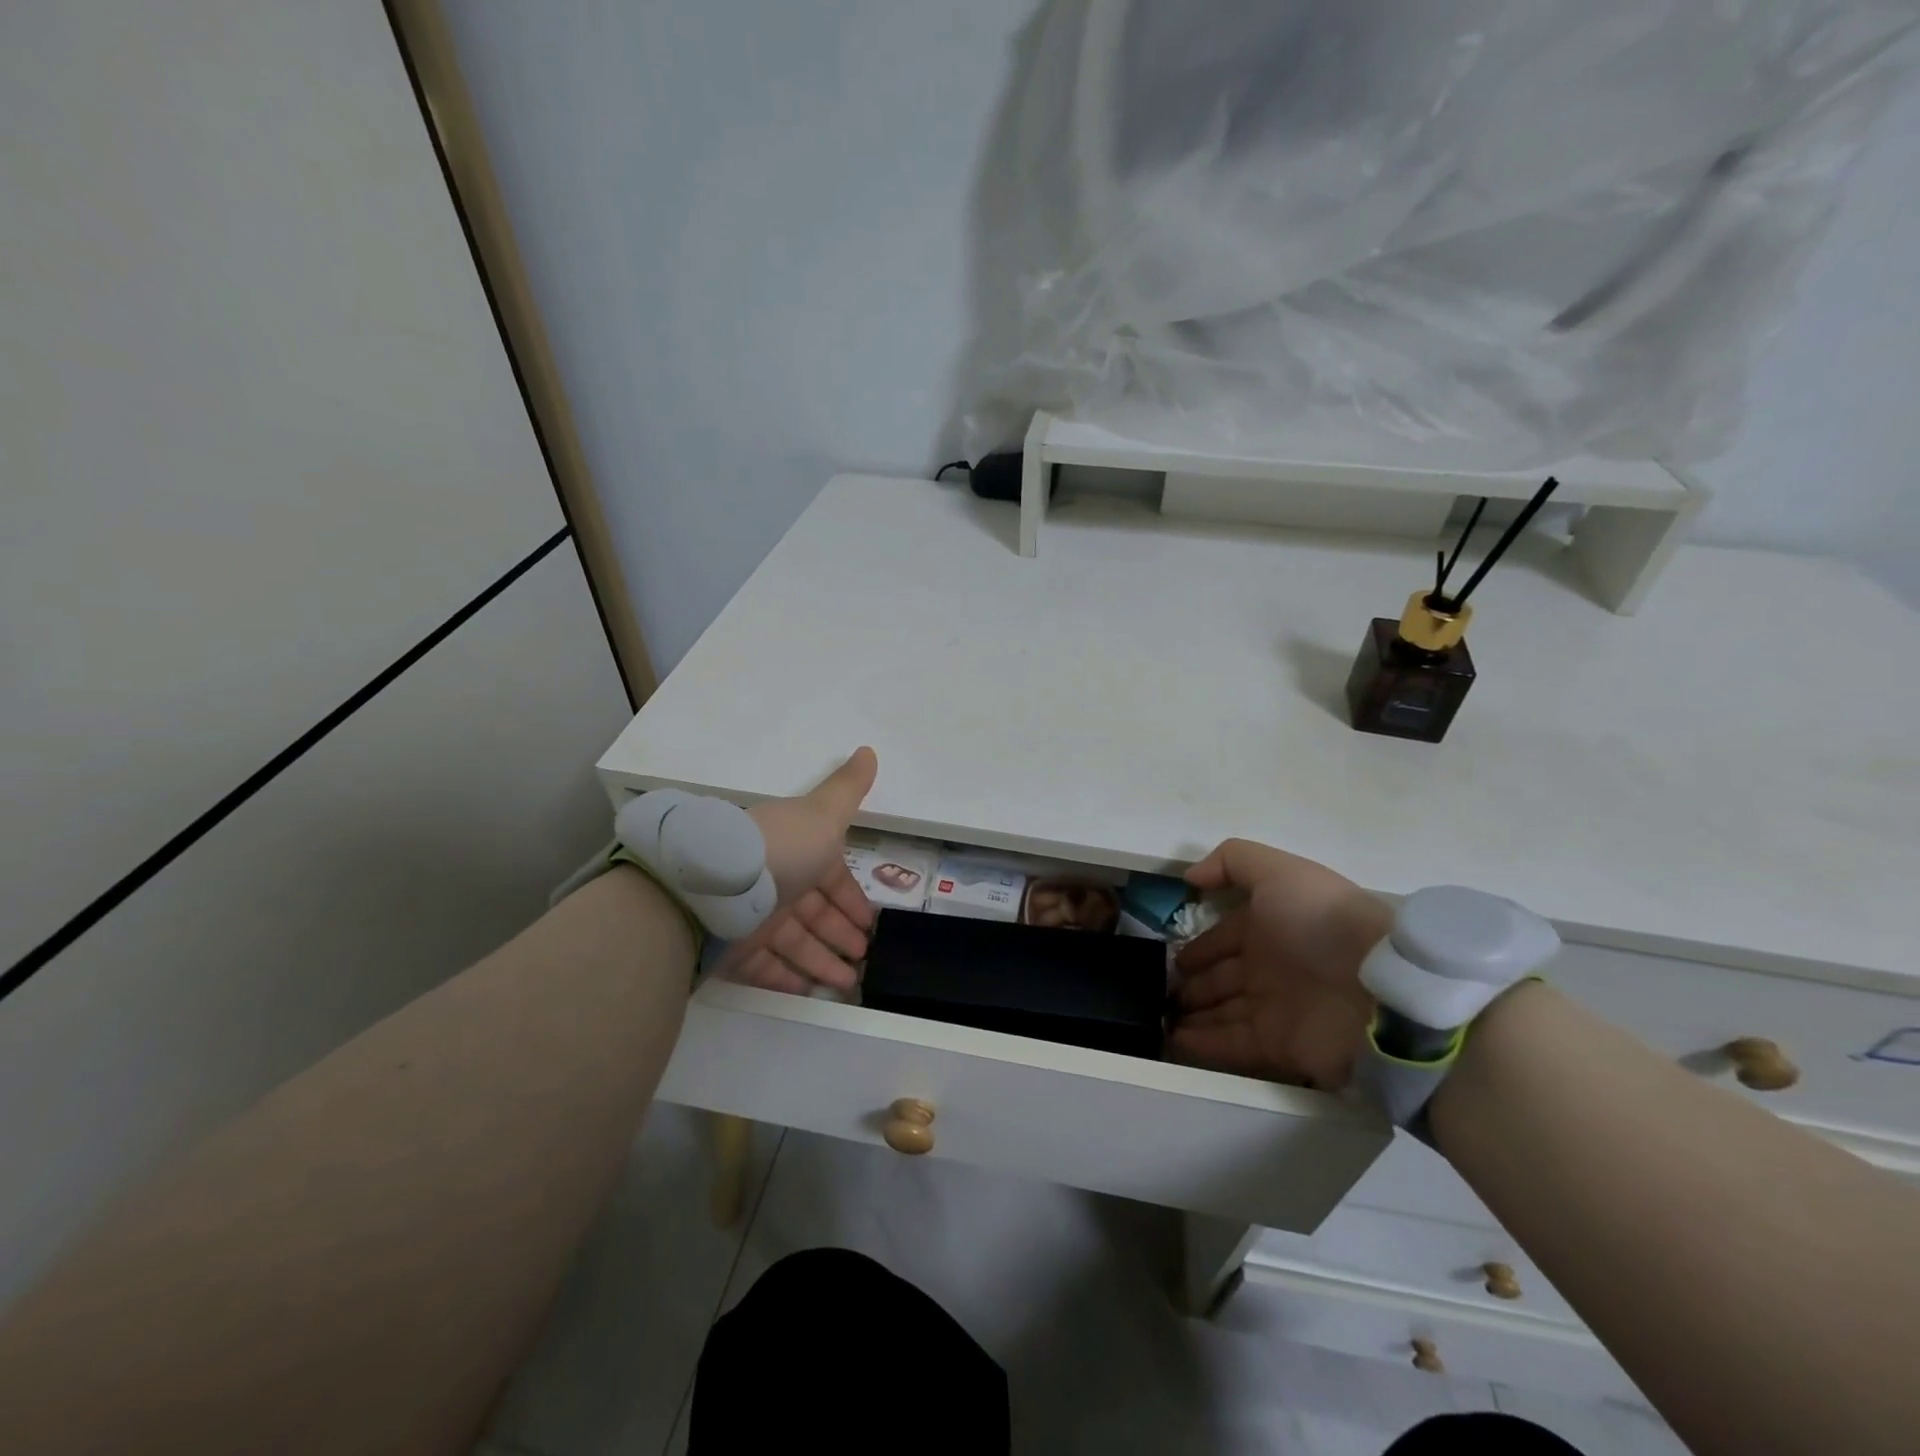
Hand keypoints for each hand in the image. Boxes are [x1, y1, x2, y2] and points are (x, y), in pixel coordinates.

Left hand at [717, 748, 878, 995]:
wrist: (712, 886)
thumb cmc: (780, 849)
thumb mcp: (822, 814)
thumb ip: (848, 788)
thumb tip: (868, 750)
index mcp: (797, 852)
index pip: (831, 878)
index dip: (851, 898)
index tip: (870, 922)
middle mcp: (775, 883)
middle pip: (814, 912)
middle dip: (841, 933)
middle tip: (864, 955)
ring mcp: (751, 917)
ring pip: (793, 942)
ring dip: (822, 960)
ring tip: (848, 982)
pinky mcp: (732, 948)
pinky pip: (763, 966)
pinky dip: (786, 978)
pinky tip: (809, 991)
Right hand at [1170, 839, 1392, 1090]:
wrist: (1379, 987)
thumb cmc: (1321, 922)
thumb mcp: (1279, 872)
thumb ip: (1232, 861)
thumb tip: (1190, 876)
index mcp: (1269, 928)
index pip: (1223, 938)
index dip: (1198, 947)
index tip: (1170, 957)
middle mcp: (1269, 969)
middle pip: (1219, 978)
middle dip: (1190, 983)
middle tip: (1158, 990)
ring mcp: (1273, 1009)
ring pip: (1220, 1012)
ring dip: (1190, 1015)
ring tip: (1158, 1017)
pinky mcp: (1276, 1047)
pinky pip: (1230, 1046)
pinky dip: (1201, 1045)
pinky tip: (1172, 1041)